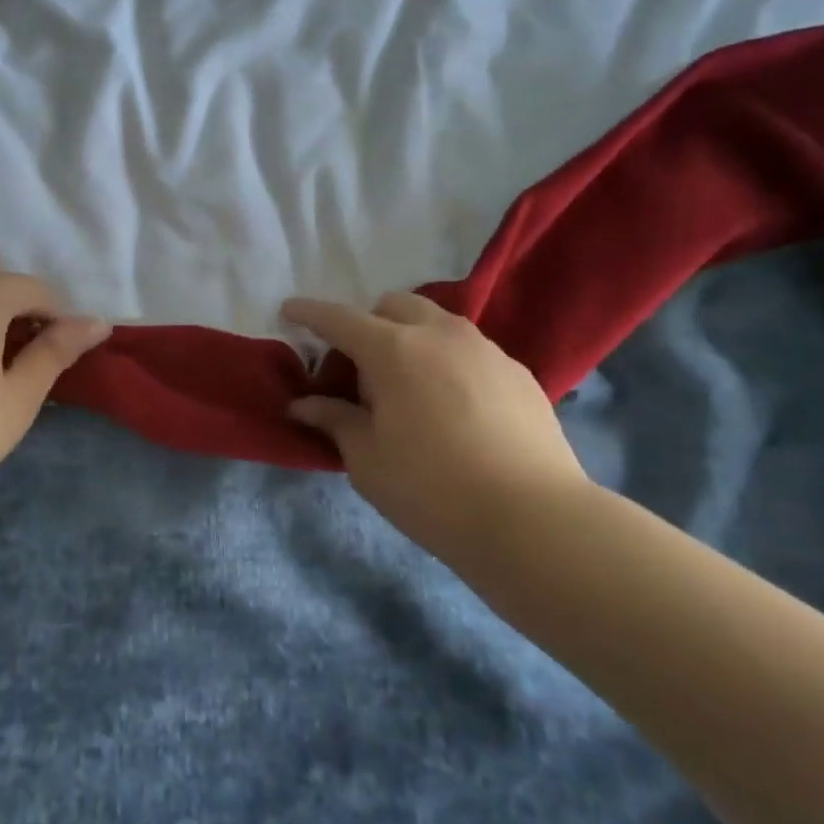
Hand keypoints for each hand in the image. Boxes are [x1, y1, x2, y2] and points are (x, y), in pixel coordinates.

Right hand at [282, 292, 590, 556]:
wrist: (533, 519)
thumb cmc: (431, 489)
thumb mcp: (367, 460)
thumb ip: (334, 420)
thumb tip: (303, 404)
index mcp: (393, 350)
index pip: (340, 319)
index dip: (309, 313)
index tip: (289, 310)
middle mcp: (439, 334)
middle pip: (393, 305)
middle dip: (368, 323)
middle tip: (359, 368)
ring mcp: (484, 349)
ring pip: (436, 321)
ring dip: (410, 337)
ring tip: (408, 385)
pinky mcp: (517, 371)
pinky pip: (469, 349)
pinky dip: (446, 360)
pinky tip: (452, 405)